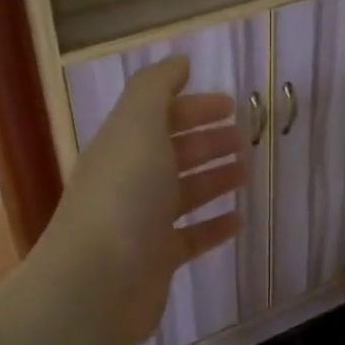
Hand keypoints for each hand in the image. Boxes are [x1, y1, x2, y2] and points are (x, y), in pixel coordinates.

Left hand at [37, 56, 246, 344]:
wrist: (96, 283)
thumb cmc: (122, 196)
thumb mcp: (138, 126)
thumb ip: (157, 88)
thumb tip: (179, 61)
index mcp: (123, 145)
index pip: (159, 116)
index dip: (194, 107)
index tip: (232, 105)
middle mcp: (130, 180)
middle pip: (173, 153)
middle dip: (207, 142)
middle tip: (245, 139)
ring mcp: (142, 222)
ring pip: (184, 193)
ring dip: (214, 179)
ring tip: (247, 172)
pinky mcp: (156, 260)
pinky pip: (191, 237)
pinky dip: (214, 225)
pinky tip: (239, 220)